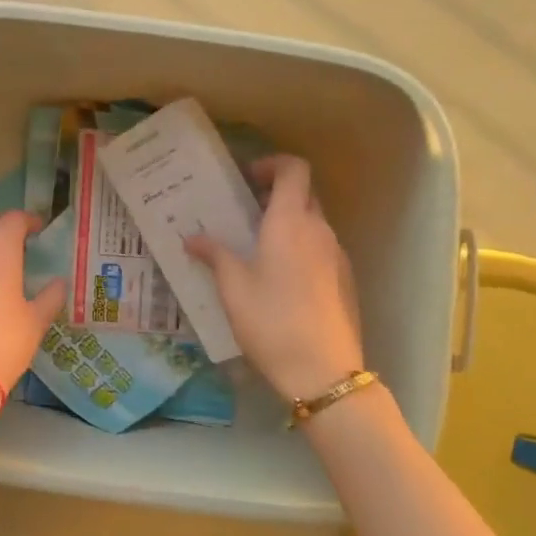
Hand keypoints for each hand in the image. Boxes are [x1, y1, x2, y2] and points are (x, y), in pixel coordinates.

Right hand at [184, 155, 364, 403]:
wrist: (323, 371)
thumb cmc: (271, 320)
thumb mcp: (232, 287)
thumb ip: (214, 255)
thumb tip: (192, 238)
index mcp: (290, 222)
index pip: (294, 169)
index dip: (272, 164)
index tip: (247, 179)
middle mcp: (319, 230)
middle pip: (304, 194)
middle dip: (276, 195)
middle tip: (244, 213)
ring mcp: (336, 256)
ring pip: (313, 223)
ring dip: (288, 223)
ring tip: (256, 247)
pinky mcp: (344, 280)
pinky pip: (320, 249)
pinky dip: (300, 248)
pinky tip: (279, 279)